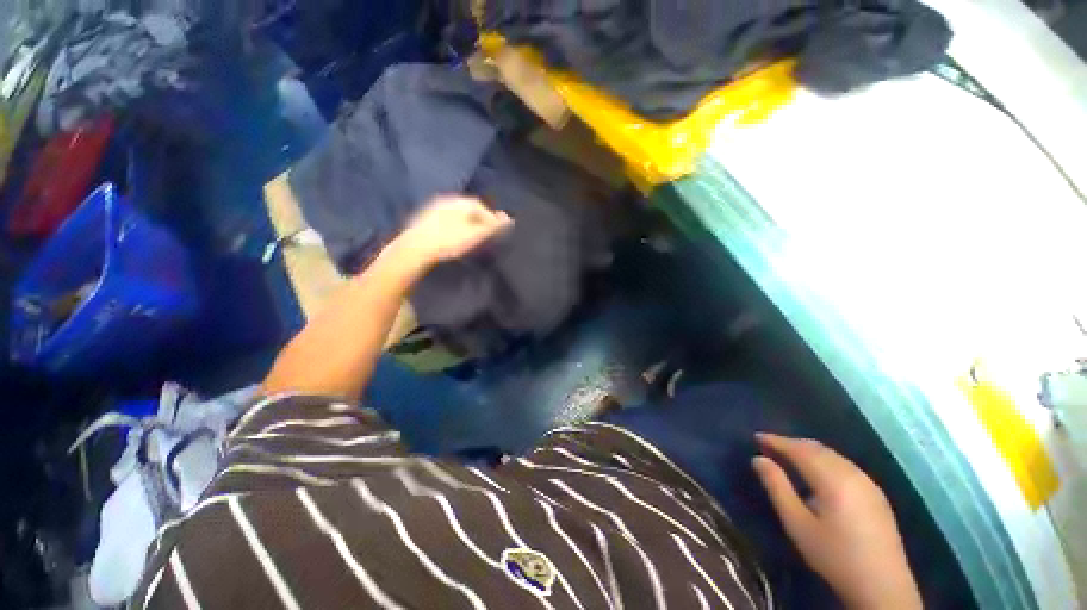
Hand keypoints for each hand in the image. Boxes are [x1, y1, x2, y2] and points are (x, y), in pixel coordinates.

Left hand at [390, 196, 512, 270]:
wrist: (415, 249)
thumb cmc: (449, 241)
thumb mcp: (475, 235)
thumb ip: (493, 226)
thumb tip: (509, 218)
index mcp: (461, 202)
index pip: (481, 206)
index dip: (491, 219)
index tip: (495, 232)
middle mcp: (447, 200)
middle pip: (468, 209)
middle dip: (478, 220)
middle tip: (484, 235)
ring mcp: (433, 208)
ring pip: (456, 214)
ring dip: (465, 223)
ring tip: (470, 237)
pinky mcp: (424, 218)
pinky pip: (445, 219)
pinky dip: (453, 225)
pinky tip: (452, 237)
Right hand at [753, 433, 921, 609]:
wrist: (883, 587)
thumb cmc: (834, 556)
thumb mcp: (797, 524)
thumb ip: (777, 487)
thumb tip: (758, 459)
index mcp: (833, 479)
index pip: (799, 449)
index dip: (776, 440)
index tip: (756, 436)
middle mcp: (852, 473)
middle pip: (817, 448)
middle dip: (791, 443)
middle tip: (768, 445)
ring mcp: (868, 483)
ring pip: (832, 455)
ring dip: (808, 451)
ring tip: (788, 455)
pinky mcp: (876, 494)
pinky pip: (844, 465)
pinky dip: (824, 460)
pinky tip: (817, 472)